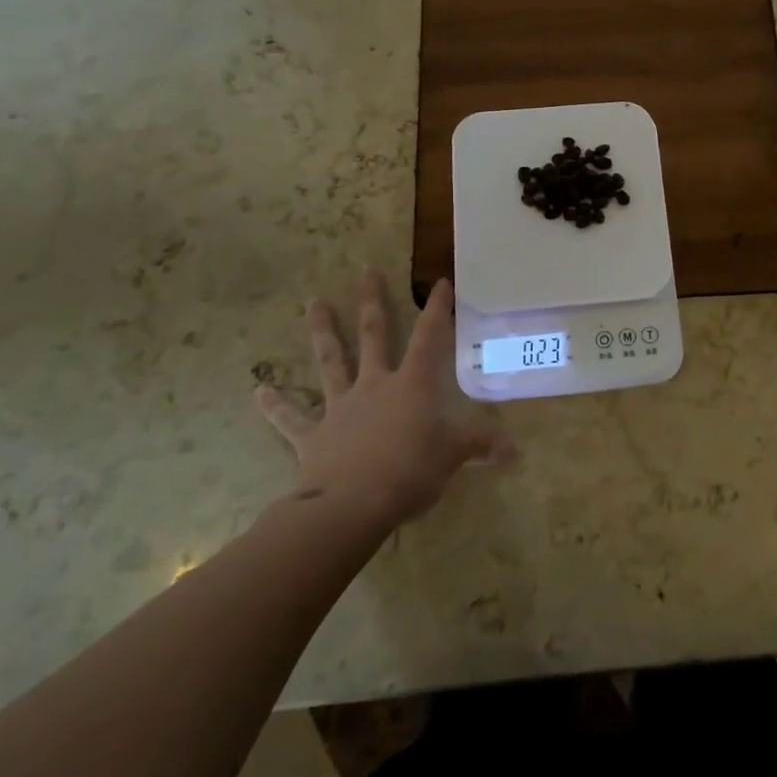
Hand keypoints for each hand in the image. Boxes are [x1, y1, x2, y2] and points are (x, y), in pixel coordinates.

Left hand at [255, 271, 514, 531]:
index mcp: (412, 385)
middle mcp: (375, 385)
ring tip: (314, 303)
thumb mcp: (454, 456)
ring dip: (323, 332)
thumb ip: (481, 446)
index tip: (439, 282)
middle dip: (372, 303)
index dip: (436, 309)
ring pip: (331, 362)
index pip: (429, 338)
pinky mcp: (313, 436)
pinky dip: (276, 406)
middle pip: (374, 336)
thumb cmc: (410, 472)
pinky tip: (259, 391)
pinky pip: (292, 419)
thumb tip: (517, 451)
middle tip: (366, 272)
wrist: (351, 505)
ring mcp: (340, 407)